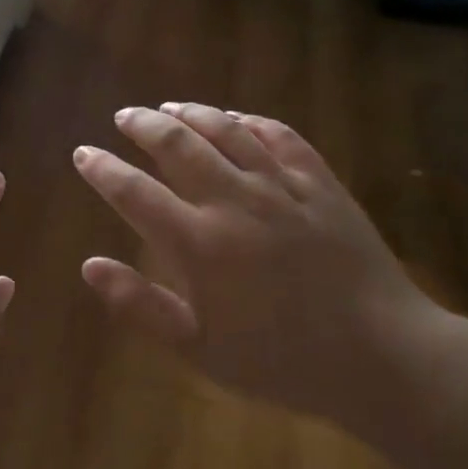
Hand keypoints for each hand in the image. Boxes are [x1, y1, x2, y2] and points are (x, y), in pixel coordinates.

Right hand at [72, 104, 435, 425]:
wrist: (383, 358)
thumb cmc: (283, 362)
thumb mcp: (200, 350)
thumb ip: (140, 306)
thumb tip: (89, 265)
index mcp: (200, 244)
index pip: (135, 193)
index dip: (103, 170)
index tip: (84, 153)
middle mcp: (235, 202)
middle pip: (178, 145)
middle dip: (144, 125)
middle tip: (125, 116)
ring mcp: (282, 188)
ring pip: (227, 131)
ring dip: (193, 112)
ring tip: (170, 106)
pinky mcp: (321, 184)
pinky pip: (281, 136)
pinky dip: (251, 120)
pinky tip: (237, 117)